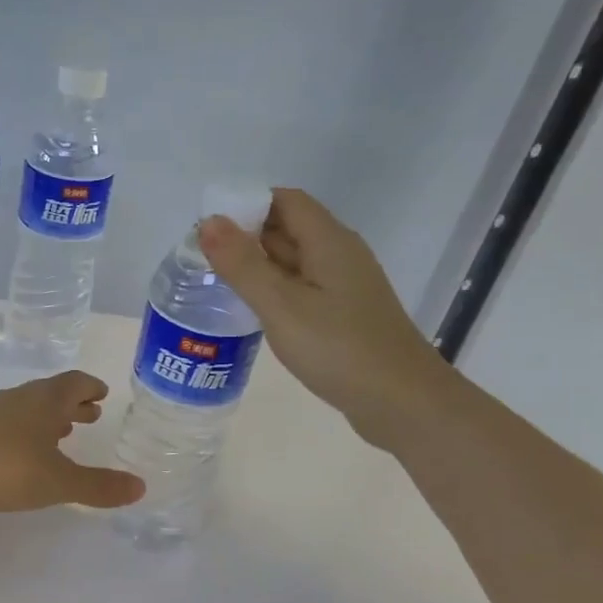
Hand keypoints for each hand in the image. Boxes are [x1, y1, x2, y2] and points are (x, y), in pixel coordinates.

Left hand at [0, 371, 144, 518]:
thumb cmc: (8, 469)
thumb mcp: (61, 482)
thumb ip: (100, 486)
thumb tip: (141, 487)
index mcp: (46, 400)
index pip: (75, 382)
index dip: (91, 387)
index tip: (103, 394)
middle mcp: (21, 398)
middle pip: (52, 392)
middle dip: (73, 403)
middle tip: (91, 414)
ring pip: (30, 408)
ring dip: (50, 417)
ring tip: (63, 433)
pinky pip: (11, 423)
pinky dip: (28, 431)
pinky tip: (27, 453)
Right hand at [198, 188, 455, 448]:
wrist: (400, 401)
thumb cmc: (338, 349)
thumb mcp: (281, 305)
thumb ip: (243, 264)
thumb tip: (209, 221)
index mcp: (329, 241)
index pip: (284, 200)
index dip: (246, 205)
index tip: (209, 229)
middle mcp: (340, 255)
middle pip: (288, 228)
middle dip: (246, 237)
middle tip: (202, 260)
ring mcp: (344, 287)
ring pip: (294, 262)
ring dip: (258, 267)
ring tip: (217, 285)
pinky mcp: (344, 315)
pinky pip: (302, 290)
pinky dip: (275, 292)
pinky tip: (253, 313)